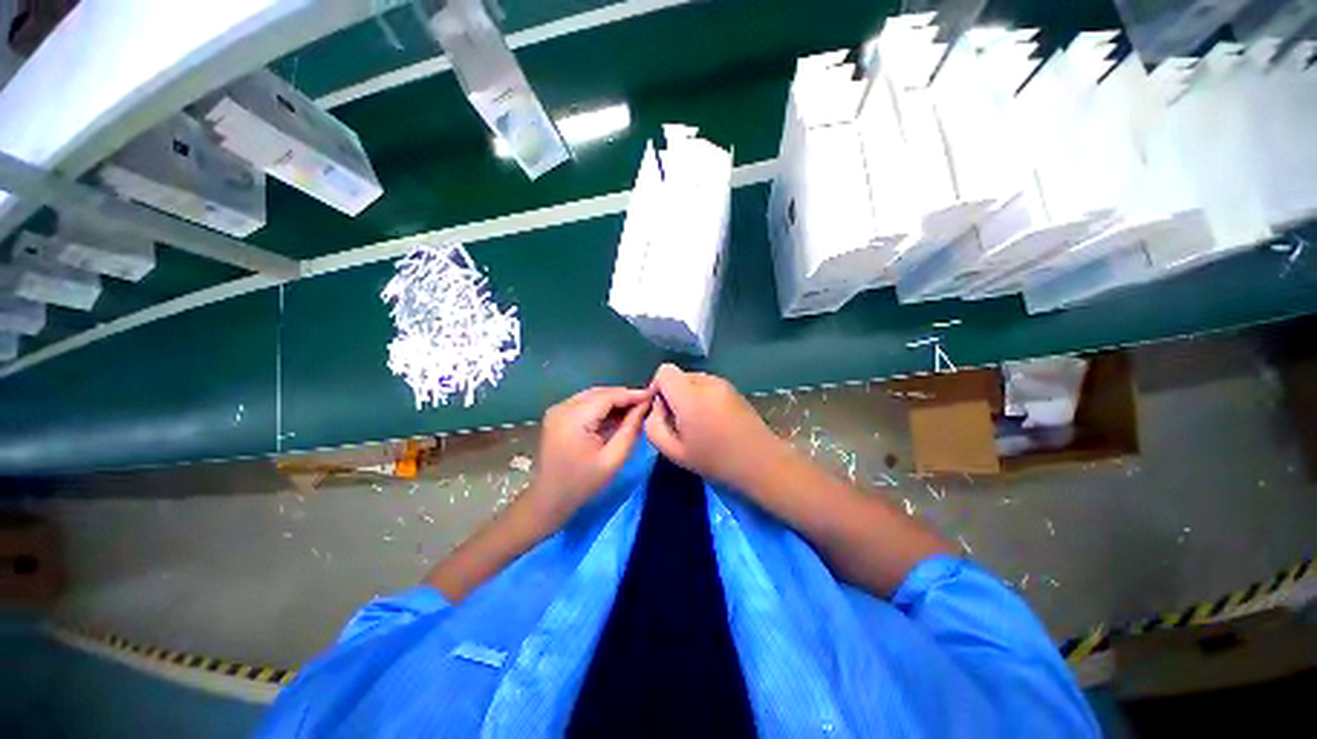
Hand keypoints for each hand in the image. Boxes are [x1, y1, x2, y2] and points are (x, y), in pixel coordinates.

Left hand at [526, 386, 652, 525]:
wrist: (548, 500)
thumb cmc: (582, 483)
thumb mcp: (613, 459)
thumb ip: (630, 429)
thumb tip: (644, 406)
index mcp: (574, 418)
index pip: (608, 396)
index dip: (632, 394)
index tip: (653, 395)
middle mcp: (562, 407)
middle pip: (600, 392)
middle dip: (624, 396)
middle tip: (646, 403)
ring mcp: (557, 410)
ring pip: (592, 396)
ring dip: (614, 400)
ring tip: (635, 408)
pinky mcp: (557, 415)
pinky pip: (584, 403)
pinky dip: (602, 406)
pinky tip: (617, 414)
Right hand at [645, 364, 788, 491]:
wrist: (760, 462)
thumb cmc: (714, 460)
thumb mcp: (673, 451)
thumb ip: (653, 425)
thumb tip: (656, 407)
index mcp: (690, 395)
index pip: (664, 371)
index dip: (657, 388)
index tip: (663, 412)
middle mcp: (707, 381)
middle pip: (679, 375)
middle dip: (673, 394)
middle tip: (680, 423)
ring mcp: (723, 383)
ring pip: (693, 380)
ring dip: (688, 396)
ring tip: (698, 423)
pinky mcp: (733, 388)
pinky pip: (708, 386)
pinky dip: (703, 398)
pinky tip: (713, 420)